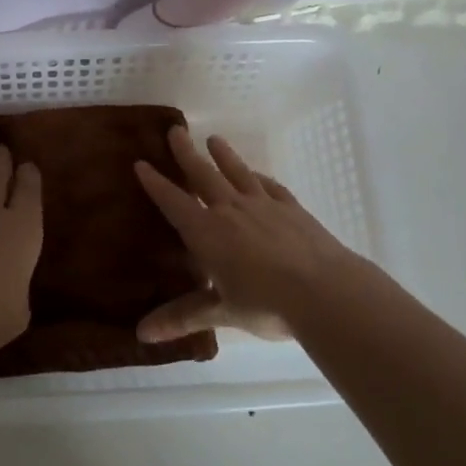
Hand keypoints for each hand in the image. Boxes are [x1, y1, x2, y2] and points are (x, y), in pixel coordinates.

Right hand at [134, 128, 366, 342]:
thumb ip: (183, 317)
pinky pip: (271, 187)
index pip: (174, 202)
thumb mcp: (221, 312)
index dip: (156, 183)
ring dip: (224, 155)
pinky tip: (258, 175)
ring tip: (214, 139)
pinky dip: (260, 178)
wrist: (324, 292)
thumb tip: (141, 334)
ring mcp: (264, 206)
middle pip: (204, 176)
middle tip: (174, 131)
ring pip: (238, 173)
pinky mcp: (293, 210)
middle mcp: (231, 210)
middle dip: (186, 154)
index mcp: (207, 232)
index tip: (141, 163)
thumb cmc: (266, 304)